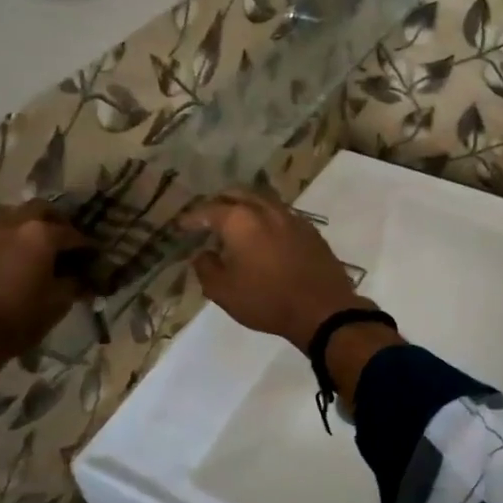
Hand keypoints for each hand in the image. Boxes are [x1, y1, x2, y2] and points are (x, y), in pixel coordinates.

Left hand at [0, 201, 91, 421]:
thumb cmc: (16, 321)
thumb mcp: (57, 305)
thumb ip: (73, 285)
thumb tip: (81, 278)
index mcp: (40, 235)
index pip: (71, 233)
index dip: (85, 245)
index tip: (92, 255)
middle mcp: (11, 224)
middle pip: (39, 209)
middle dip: (54, 222)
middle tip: (61, 241)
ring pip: (10, 217)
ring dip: (25, 227)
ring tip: (30, 249)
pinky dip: (2, 241)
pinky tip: (4, 261)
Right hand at [181, 190, 366, 351]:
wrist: (321, 308)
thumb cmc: (266, 300)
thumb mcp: (223, 291)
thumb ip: (206, 268)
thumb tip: (202, 254)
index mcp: (240, 220)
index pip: (208, 210)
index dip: (192, 218)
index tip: (181, 226)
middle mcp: (265, 209)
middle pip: (237, 194)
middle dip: (219, 202)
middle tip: (207, 217)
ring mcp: (291, 216)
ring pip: (261, 200)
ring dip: (244, 206)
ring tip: (234, 223)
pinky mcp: (309, 229)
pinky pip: (280, 214)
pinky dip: (265, 218)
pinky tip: (264, 234)